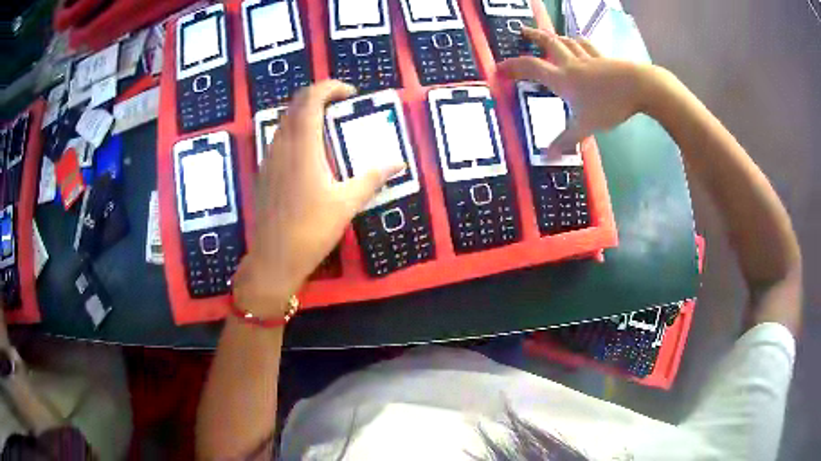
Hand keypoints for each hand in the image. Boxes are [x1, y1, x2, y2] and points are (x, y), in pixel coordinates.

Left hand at [232, 81, 402, 317]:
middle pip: (295, 104)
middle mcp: (281, 145)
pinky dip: (295, 130)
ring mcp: (268, 158)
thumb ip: (372, 178)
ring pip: (284, 120)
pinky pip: (278, 137)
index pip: (311, 99)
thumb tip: (398, 162)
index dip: (330, 87)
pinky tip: (309, 151)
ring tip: (327, 124)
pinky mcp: (264, 172)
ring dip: (305, 113)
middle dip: (319, 95)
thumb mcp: (347, 203)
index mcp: (302, 146)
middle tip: (341, 105)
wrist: (274, 258)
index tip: (350, 93)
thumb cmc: (311, 230)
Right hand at [499, 27, 663, 152]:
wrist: (638, 87)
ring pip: (567, 41)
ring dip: (555, 36)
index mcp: (562, 79)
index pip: (531, 68)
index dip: (512, 66)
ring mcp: (589, 58)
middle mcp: (571, 63)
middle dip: (533, 36)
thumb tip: (546, 156)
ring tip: (549, 35)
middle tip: (522, 31)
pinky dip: (578, 41)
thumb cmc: (608, 105)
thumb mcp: (584, 127)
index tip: (498, 68)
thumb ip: (566, 140)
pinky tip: (579, 41)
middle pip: (549, 43)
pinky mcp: (604, 58)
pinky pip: (587, 45)